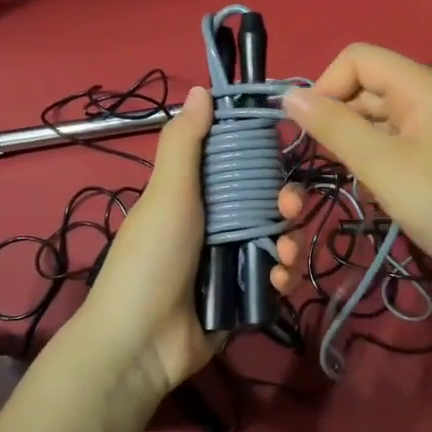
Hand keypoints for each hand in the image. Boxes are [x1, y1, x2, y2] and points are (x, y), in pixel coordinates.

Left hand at [67, 87, 305, 406]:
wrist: (140, 343)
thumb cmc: (151, 259)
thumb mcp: (166, 194)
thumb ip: (184, 143)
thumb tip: (202, 89)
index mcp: (194, 197)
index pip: (239, 168)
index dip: (263, 160)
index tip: (283, 154)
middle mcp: (215, 226)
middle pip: (267, 204)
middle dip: (287, 204)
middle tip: (290, 210)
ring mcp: (230, 264)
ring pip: (278, 241)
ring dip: (290, 243)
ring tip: (283, 256)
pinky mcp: (244, 298)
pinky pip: (276, 278)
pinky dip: (283, 277)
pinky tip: (277, 281)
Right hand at [283, 45, 431, 325]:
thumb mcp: (382, 166)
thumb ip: (334, 128)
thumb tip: (290, 97)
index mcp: (421, 86)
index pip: (358, 59)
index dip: (327, 86)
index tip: (312, 131)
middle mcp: (427, 96)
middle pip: (365, 88)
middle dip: (340, 120)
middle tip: (330, 164)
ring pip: (375, 118)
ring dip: (355, 146)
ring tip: (358, 182)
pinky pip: (390, 142)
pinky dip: (375, 161)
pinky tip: (377, 192)